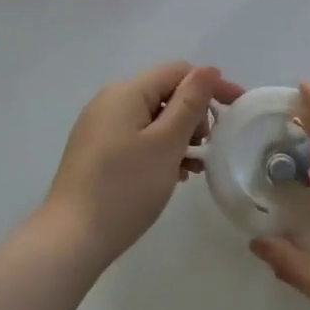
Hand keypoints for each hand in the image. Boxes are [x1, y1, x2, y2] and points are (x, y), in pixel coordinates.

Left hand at [43, 62, 243, 267]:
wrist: (71, 239)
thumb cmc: (125, 188)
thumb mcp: (166, 143)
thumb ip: (190, 102)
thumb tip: (208, 70)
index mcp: (126, 92)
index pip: (178, 72)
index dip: (211, 86)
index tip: (238, 110)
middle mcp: (110, 101)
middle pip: (165, 93)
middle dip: (194, 114)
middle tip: (207, 148)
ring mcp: (100, 126)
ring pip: (153, 117)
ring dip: (179, 135)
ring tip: (193, 166)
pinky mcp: (97, 151)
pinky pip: (138, 136)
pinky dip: (160, 149)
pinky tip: (171, 175)